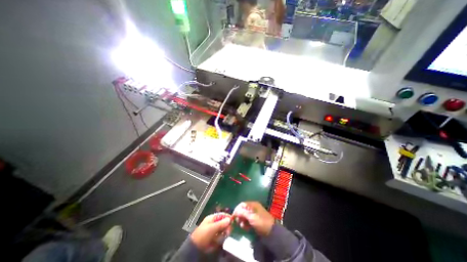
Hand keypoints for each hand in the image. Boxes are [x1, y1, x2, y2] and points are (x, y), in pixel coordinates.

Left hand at [191, 213, 232, 250]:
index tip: (232, 220)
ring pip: (223, 230)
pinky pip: (221, 237)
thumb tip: (229, 219)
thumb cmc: (202, 235)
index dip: (227, 216)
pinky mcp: (215, 238)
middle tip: (228, 231)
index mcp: (212, 218)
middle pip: (223, 222)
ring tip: (223, 236)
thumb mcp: (212, 228)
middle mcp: (214, 223)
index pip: (222, 215)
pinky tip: (219, 241)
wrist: (195, 249)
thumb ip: (221, 223)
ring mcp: (214, 231)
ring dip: (224, 233)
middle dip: (226, 226)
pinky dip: (221, 238)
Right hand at [233, 201, 274, 235]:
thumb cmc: (261, 222)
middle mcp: (253, 207)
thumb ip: (243, 213)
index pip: (242, 204)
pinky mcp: (255, 220)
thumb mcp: (251, 217)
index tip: (233, 216)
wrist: (272, 232)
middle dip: (240, 216)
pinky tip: (246, 228)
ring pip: (245, 216)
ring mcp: (254, 214)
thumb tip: (235, 211)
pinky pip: (248, 220)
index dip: (237, 209)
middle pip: (243, 210)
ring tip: (243, 226)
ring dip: (242, 220)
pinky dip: (246, 223)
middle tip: (238, 222)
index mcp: (253, 204)